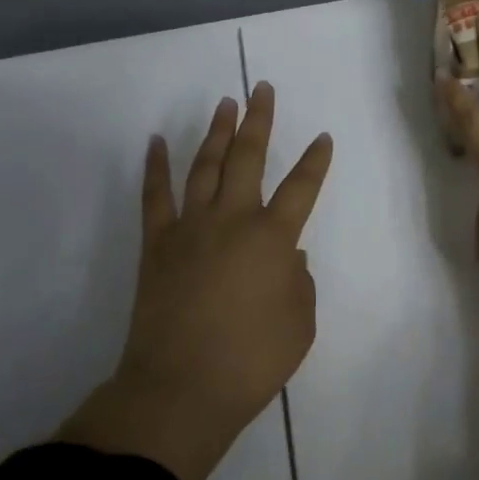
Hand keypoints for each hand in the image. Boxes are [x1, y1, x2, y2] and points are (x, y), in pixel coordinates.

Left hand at [57, 84, 333, 479]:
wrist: (180, 389)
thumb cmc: (251, 362)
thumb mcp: (299, 326)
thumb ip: (299, 283)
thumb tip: (287, 256)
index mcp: (273, 239)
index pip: (301, 188)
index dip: (315, 161)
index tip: (323, 137)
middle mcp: (232, 220)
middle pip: (248, 158)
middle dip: (259, 120)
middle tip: (262, 89)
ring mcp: (191, 227)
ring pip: (206, 166)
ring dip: (217, 132)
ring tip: (225, 104)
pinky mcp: (157, 244)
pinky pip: (155, 196)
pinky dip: (156, 167)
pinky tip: (157, 142)